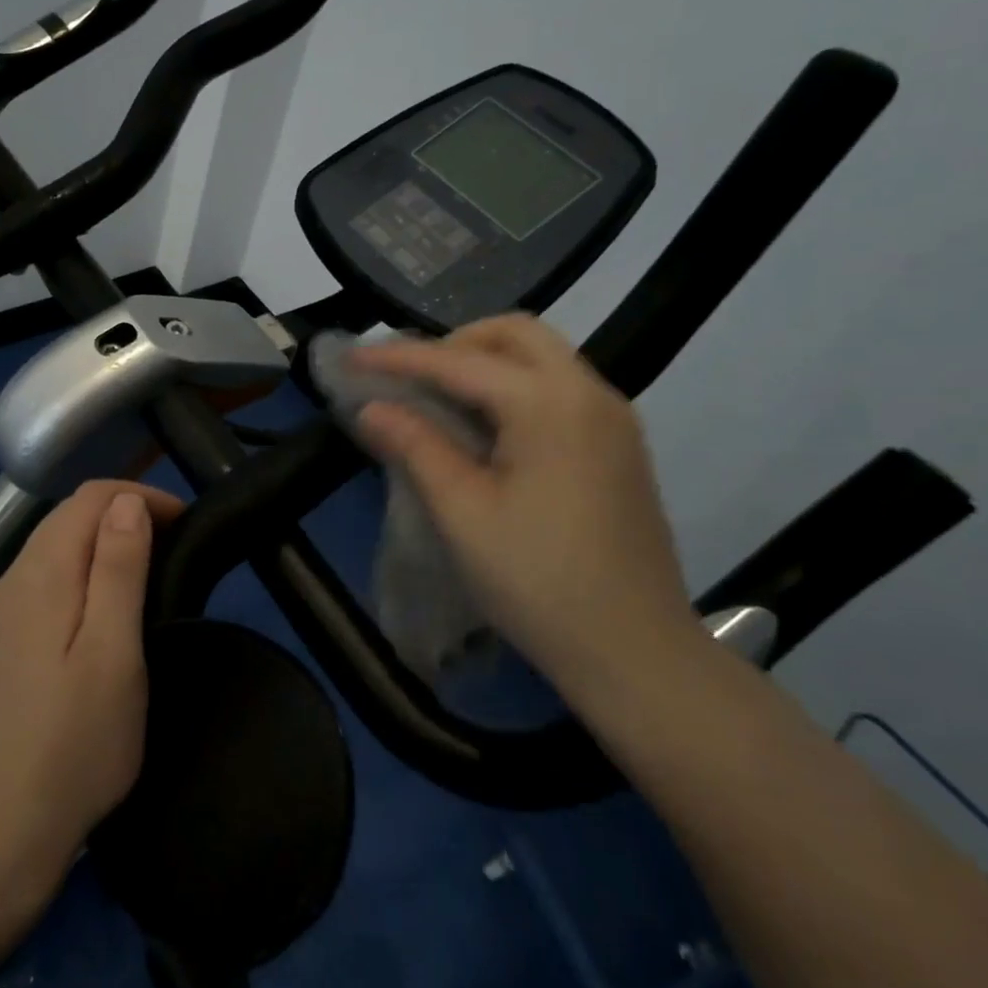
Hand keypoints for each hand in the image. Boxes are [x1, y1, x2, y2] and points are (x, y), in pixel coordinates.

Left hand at [0, 480, 182, 893]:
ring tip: (144, 571)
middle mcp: (12, 580)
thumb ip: (118, 569)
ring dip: (100, 542)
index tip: (183, 523)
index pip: (90, 498)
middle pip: (66, 517)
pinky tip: (97, 609)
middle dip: (121, 512)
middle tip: (171, 544)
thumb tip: (126, 501)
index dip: (139, 496)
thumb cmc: (74, 744)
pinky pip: (41, 580)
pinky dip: (78, 571)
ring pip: (52, 547)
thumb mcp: (113, 652)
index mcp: (41, 574)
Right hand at [350, 314, 694, 692]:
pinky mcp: (619, 446)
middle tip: (411, 378)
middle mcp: (589, 394)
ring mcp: (613, 419)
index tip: (352, 359)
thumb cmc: (538, 582)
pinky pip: (560, 387)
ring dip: (486, 362)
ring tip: (439, 399)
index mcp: (550, 405)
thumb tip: (371, 407)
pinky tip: (486, 428)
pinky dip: (514, 386)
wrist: (636, 653)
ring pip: (543, 357)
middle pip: (516, 334)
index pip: (459, 361)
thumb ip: (415, 446)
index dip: (399, 358)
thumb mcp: (462, 513)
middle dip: (455, 342)